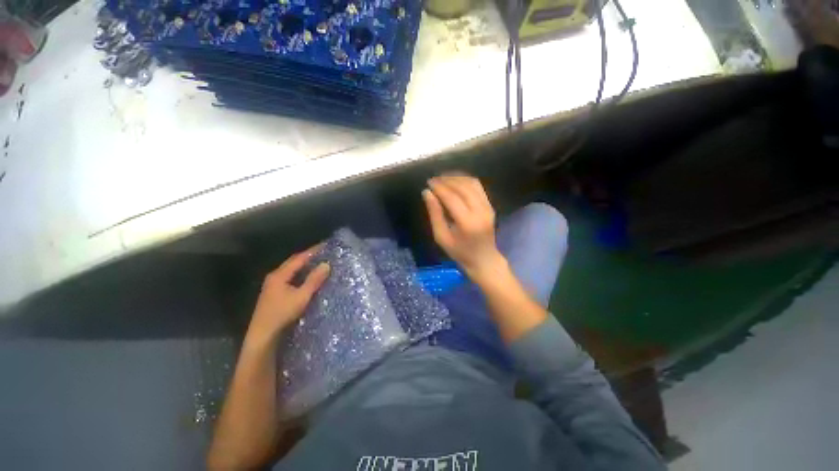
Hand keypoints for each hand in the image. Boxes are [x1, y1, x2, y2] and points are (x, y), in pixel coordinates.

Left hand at [245, 245, 329, 348]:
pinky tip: (308, 278)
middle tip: (324, 253)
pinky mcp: (274, 294)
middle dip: (308, 256)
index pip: (299, 258)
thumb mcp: (301, 296)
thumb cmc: (282, 314)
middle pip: (293, 262)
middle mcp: (275, 277)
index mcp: (279, 275)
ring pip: (291, 271)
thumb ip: (314, 280)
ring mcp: (273, 286)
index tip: (325, 245)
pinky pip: (290, 278)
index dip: (313, 251)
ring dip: (304, 266)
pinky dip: (301, 275)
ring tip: (319, 263)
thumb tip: (326, 264)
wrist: (262, 335)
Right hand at [422, 174, 506, 281]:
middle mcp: (480, 211)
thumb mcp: (442, 237)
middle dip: (447, 180)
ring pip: (472, 183)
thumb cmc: (459, 252)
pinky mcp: (490, 205)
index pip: (452, 198)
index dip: (439, 187)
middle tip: (434, 180)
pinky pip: (478, 187)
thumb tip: (427, 193)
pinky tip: (455, 181)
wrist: (484, 259)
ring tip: (443, 178)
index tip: (428, 182)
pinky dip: (466, 180)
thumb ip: (435, 214)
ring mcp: (487, 207)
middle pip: (463, 187)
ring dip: (456, 177)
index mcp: (467, 222)